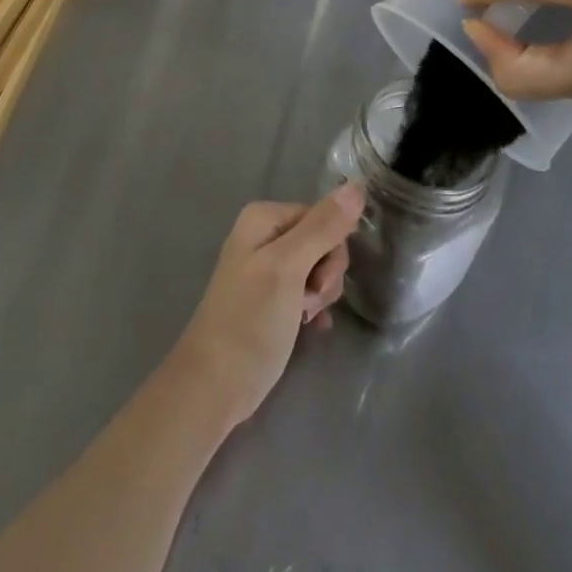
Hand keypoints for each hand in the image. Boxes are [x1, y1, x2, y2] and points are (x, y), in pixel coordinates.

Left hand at [165, 184, 363, 430]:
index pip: (321, 216)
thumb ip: (322, 228)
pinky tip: (310, 326)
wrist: (214, 386)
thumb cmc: (250, 321)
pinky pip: (306, 290)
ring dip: (320, 294)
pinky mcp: (269, 298)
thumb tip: (357, 186)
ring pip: (316, 268)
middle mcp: (264, 234)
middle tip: (309, 302)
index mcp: (264, 217)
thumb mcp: (288, 268)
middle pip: (320, 241)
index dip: (330, 249)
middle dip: (325, 274)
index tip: (318, 282)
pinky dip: (312, 307)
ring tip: (304, 317)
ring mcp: (265, 267)